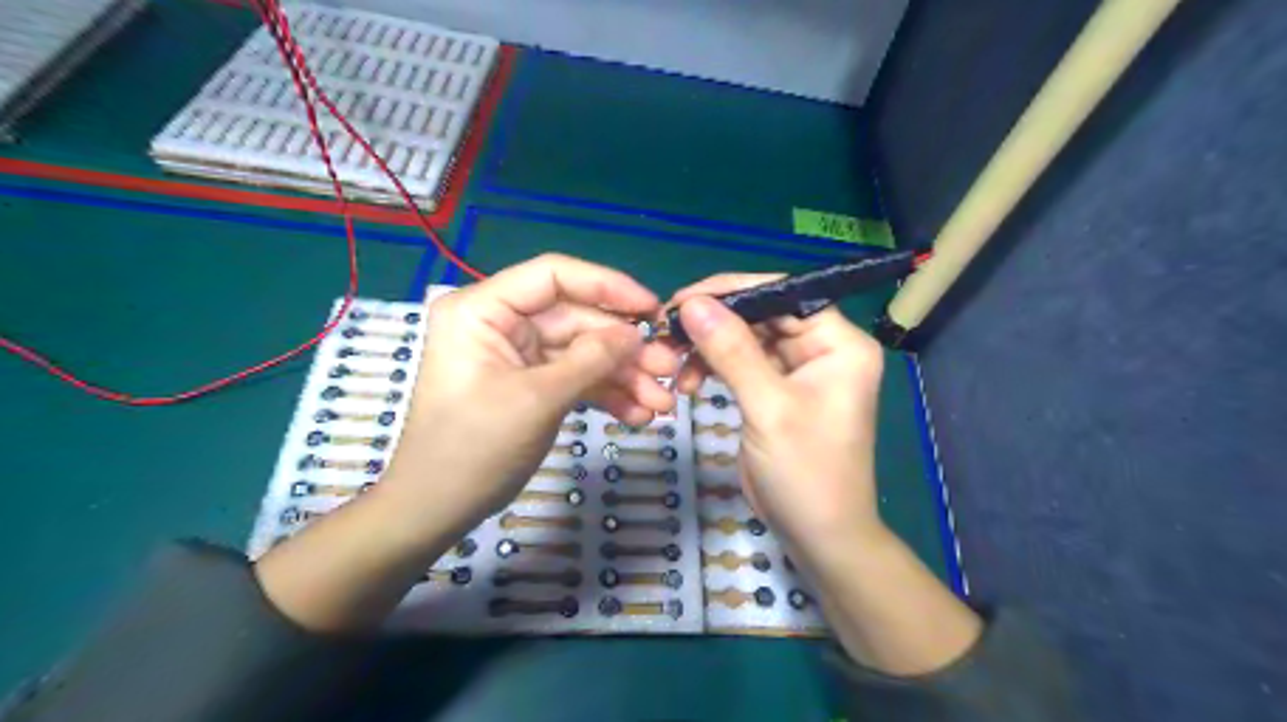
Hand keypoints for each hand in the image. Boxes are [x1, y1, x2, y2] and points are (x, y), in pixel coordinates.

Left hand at [253, 257, 677, 628]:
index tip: (651, 309)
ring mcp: (518, 356)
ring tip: (662, 404)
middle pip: (576, 320)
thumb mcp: (537, 399)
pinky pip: (576, 379)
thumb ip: (591, 360)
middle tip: (669, 370)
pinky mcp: (531, 385)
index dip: (607, 286)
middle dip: (624, 349)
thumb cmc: (474, 448)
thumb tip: (637, 334)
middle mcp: (501, 324)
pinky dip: (606, 395)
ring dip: (623, 377)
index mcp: (484, 309)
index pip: (553, 277)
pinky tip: (638, 414)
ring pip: (583, 353)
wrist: (437, 510)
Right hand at [668, 274, 980, 672]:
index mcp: (839, 343)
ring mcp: (798, 369)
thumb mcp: (768, 409)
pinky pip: (741, 363)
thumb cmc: (806, 473)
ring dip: (708, 345)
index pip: (784, 295)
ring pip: (746, 337)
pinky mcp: (776, 390)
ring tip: (673, 360)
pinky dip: (713, 366)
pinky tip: (689, 380)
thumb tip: (693, 303)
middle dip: (714, 321)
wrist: (818, 536)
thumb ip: (732, 351)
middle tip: (667, 328)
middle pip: (762, 314)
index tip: (683, 300)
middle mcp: (822, 348)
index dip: (733, 291)